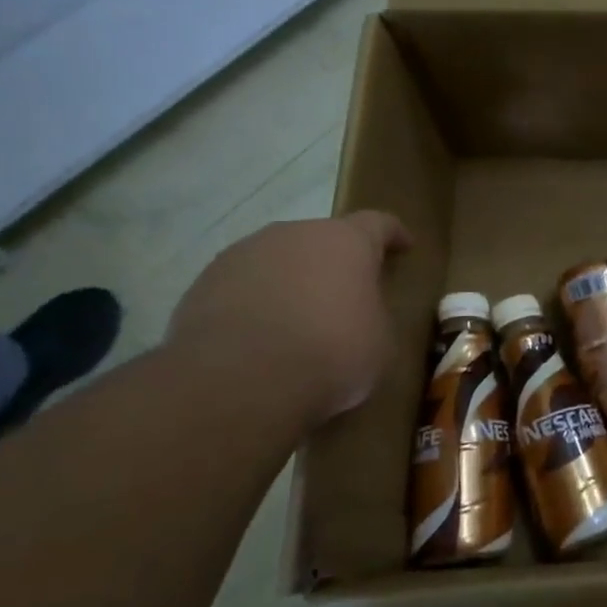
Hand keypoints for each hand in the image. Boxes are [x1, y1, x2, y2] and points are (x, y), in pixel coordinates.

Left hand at [168, 211, 411, 424]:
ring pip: (278, 261)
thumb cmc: (331, 353)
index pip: (378, 223)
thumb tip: (359, 313)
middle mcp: (293, 235)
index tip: (404, 247)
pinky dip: (256, 304)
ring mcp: (242, 255)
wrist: (237, 382)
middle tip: (347, 294)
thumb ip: (373, 313)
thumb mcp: (380, 340)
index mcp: (346, 241)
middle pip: (322, 239)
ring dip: (292, 281)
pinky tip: (261, 338)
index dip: (393, 235)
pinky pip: (242, 287)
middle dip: (336, 262)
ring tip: (298, 320)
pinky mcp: (202, 285)